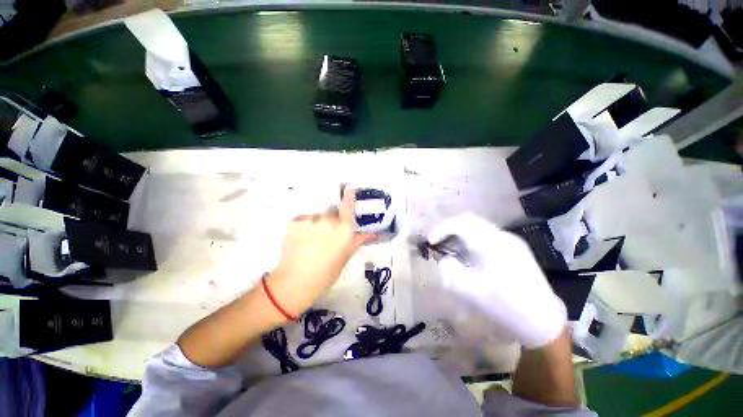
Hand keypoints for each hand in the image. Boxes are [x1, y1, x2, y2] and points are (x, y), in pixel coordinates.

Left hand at [267, 189, 375, 316]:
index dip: (349, 195)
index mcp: (344, 229)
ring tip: (312, 239)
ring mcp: (310, 219)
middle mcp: (328, 220)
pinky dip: (304, 226)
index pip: (348, 205)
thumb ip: (359, 240)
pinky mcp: (295, 222)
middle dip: (332, 218)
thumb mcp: (346, 256)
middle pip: (332, 211)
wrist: (296, 281)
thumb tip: (374, 234)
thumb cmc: (327, 272)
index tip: (350, 187)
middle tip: (327, 234)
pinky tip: (301, 239)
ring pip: (317, 215)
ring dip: (317, 223)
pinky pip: (303, 219)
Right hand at [428, 213, 565, 348]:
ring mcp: (511, 240)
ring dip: (460, 234)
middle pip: (469, 220)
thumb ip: (449, 270)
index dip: (441, 228)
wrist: (542, 320)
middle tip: (437, 243)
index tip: (430, 242)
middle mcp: (502, 236)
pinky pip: (486, 236)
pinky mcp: (515, 248)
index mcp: (491, 244)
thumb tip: (444, 259)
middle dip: (449, 229)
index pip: (461, 222)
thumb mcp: (468, 290)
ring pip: (477, 227)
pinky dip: (470, 240)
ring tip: (450, 249)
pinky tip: (469, 256)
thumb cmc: (504, 305)